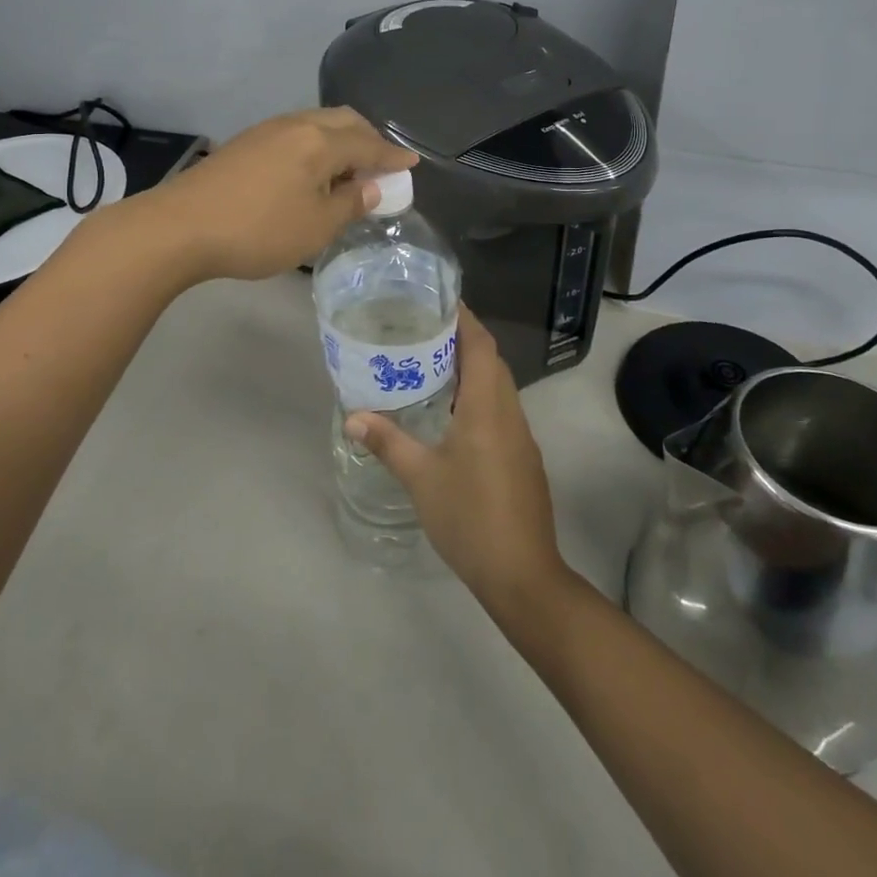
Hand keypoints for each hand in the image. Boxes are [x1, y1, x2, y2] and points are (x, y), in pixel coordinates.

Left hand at [140, 108, 415, 283]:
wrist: (180, 226)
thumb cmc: (258, 230)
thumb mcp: (315, 226)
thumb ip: (349, 204)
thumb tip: (370, 186)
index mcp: (319, 141)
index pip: (368, 143)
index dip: (392, 155)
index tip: (412, 162)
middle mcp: (295, 125)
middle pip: (342, 121)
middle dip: (367, 137)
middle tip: (381, 163)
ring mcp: (265, 131)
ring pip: (315, 124)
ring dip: (338, 140)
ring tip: (346, 168)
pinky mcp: (244, 144)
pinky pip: (293, 134)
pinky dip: (314, 146)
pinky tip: (309, 170)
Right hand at [344, 307, 565, 608]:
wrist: (523, 576)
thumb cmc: (470, 517)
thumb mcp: (421, 478)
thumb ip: (388, 442)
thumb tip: (353, 416)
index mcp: (487, 407)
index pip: (481, 345)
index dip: (464, 318)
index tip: (437, 300)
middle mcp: (509, 413)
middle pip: (491, 360)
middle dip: (462, 339)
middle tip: (422, 330)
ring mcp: (520, 437)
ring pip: (497, 386)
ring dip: (470, 368)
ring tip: (430, 363)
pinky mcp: (522, 458)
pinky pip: (500, 409)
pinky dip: (477, 396)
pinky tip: (450, 412)